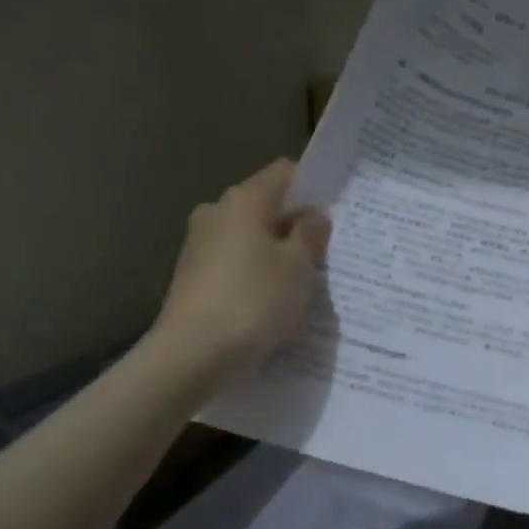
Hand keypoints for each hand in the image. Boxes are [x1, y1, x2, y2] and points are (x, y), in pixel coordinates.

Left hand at [150, 159, 330, 385]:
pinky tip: (273, 300)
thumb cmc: (253, 302)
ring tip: (304, 281)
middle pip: (266, 206)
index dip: (313, 187)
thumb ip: (310, 234)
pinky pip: (236, 263)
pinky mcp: (192, 276)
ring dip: (276, 252)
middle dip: (295, 224)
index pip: (285, 173)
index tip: (337, 211)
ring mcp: (199, 245)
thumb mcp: (298, 267)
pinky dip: (256, 273)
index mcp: (243, 200)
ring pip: (251, 236)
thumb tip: (314, 215)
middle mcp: (216, 213)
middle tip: (327, 251)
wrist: (192, 355)